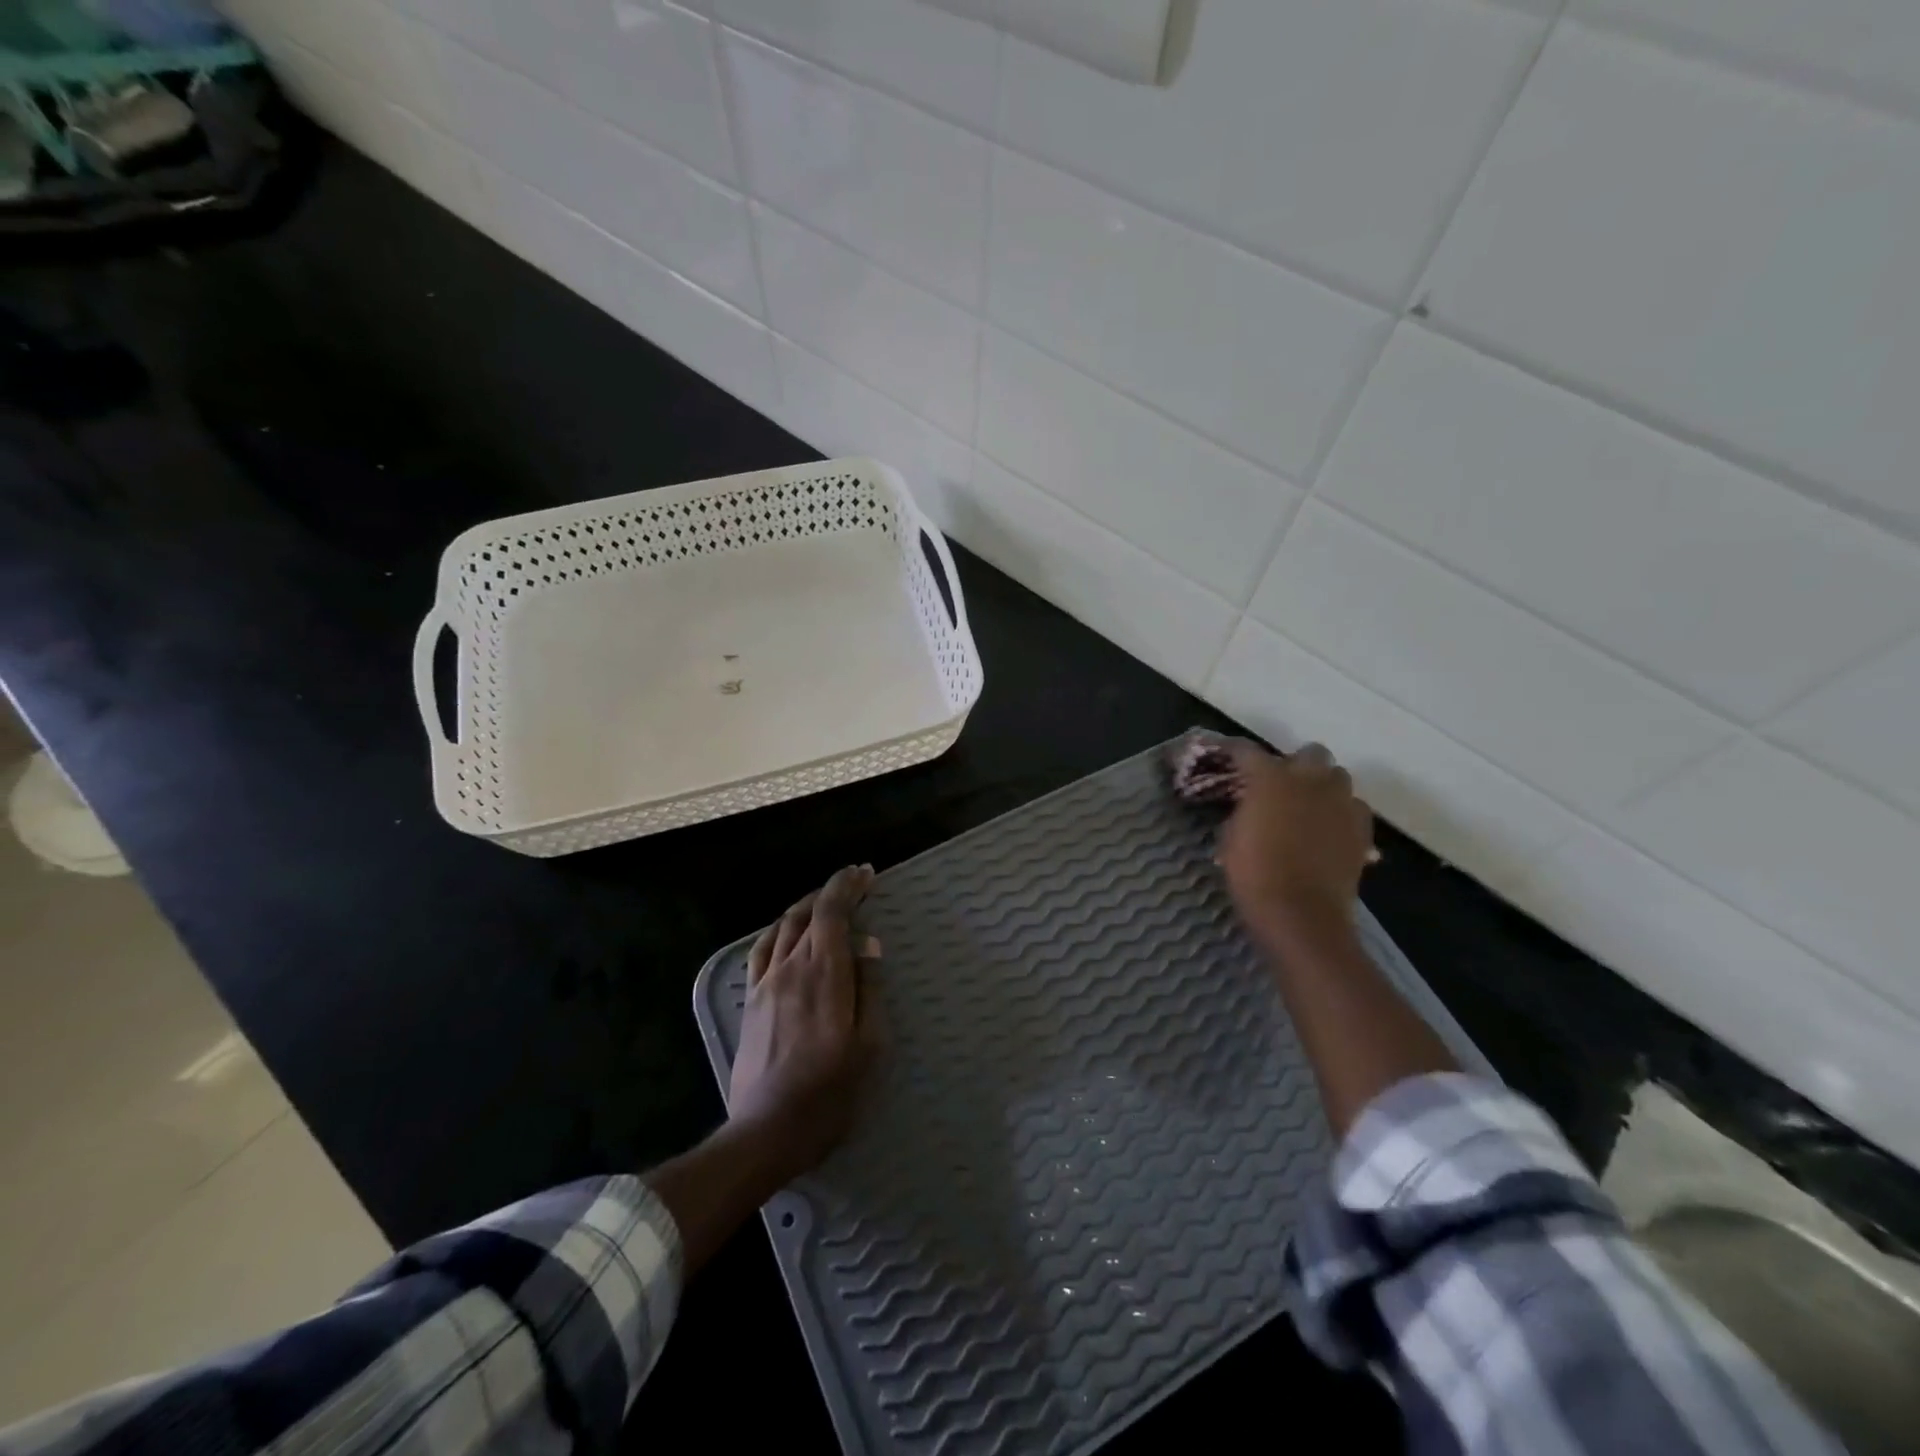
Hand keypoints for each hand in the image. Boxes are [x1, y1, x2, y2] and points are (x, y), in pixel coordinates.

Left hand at [728, 865, 879, 1181]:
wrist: (767, 1131)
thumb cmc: (830, 1093)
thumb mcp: (869, 1046)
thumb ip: (870, 989)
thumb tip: (868, 944)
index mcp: (823, 974)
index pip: (831, 912)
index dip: (847, 886)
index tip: (865, 873)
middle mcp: (790, 967)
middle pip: (807, 913)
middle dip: (832, 891)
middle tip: (855, 883)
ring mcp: (765, 983)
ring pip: (783, 927)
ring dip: (806, 906)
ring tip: (826, 902)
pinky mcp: (751, 1001)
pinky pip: (762, 949)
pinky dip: (778, 929)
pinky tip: (786, 932)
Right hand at [1217, 742, 1373, 948]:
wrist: (1301, 915)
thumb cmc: (1254, 875)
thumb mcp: (1229, 839)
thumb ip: (1242, 812)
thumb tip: (1250, 807)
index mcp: (1271, 778)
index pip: (1248, 751)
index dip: (1234, 752)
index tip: (1225, 756)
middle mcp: (1311, 780)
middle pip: (1310, 752)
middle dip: (1295, 764)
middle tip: (1279, 785)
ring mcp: (1342, 803)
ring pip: (1338, 777)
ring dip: (1322, 785)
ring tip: (1307, 805)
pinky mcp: (1362, 829)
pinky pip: (1354, 807)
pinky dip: (1341, 811)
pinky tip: (1328, 829)